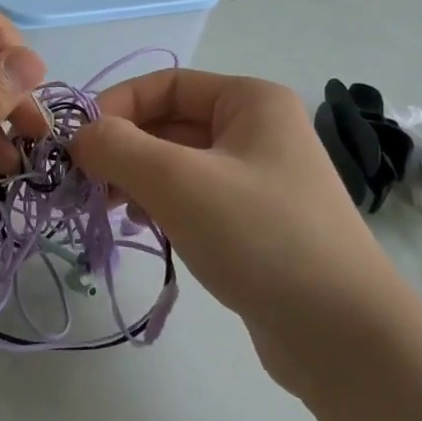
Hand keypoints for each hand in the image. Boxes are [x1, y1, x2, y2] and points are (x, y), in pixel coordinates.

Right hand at [69, 70, 408, 396]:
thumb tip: (79, 137)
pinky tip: (143, 227)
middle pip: (168, 123)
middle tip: (86, 185)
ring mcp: (258, 179)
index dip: (116, 107)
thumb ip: (117, 147)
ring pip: (177, 163)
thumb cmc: (260, 236)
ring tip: (110, 210)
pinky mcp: (254, 223)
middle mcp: (257, 130)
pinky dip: (160, 205)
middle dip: (123, 149)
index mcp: (250, 101)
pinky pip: (193, 198)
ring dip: (137, 179)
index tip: (77, 146)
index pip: (164, 84)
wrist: (344, 336)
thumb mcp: (178, 181)